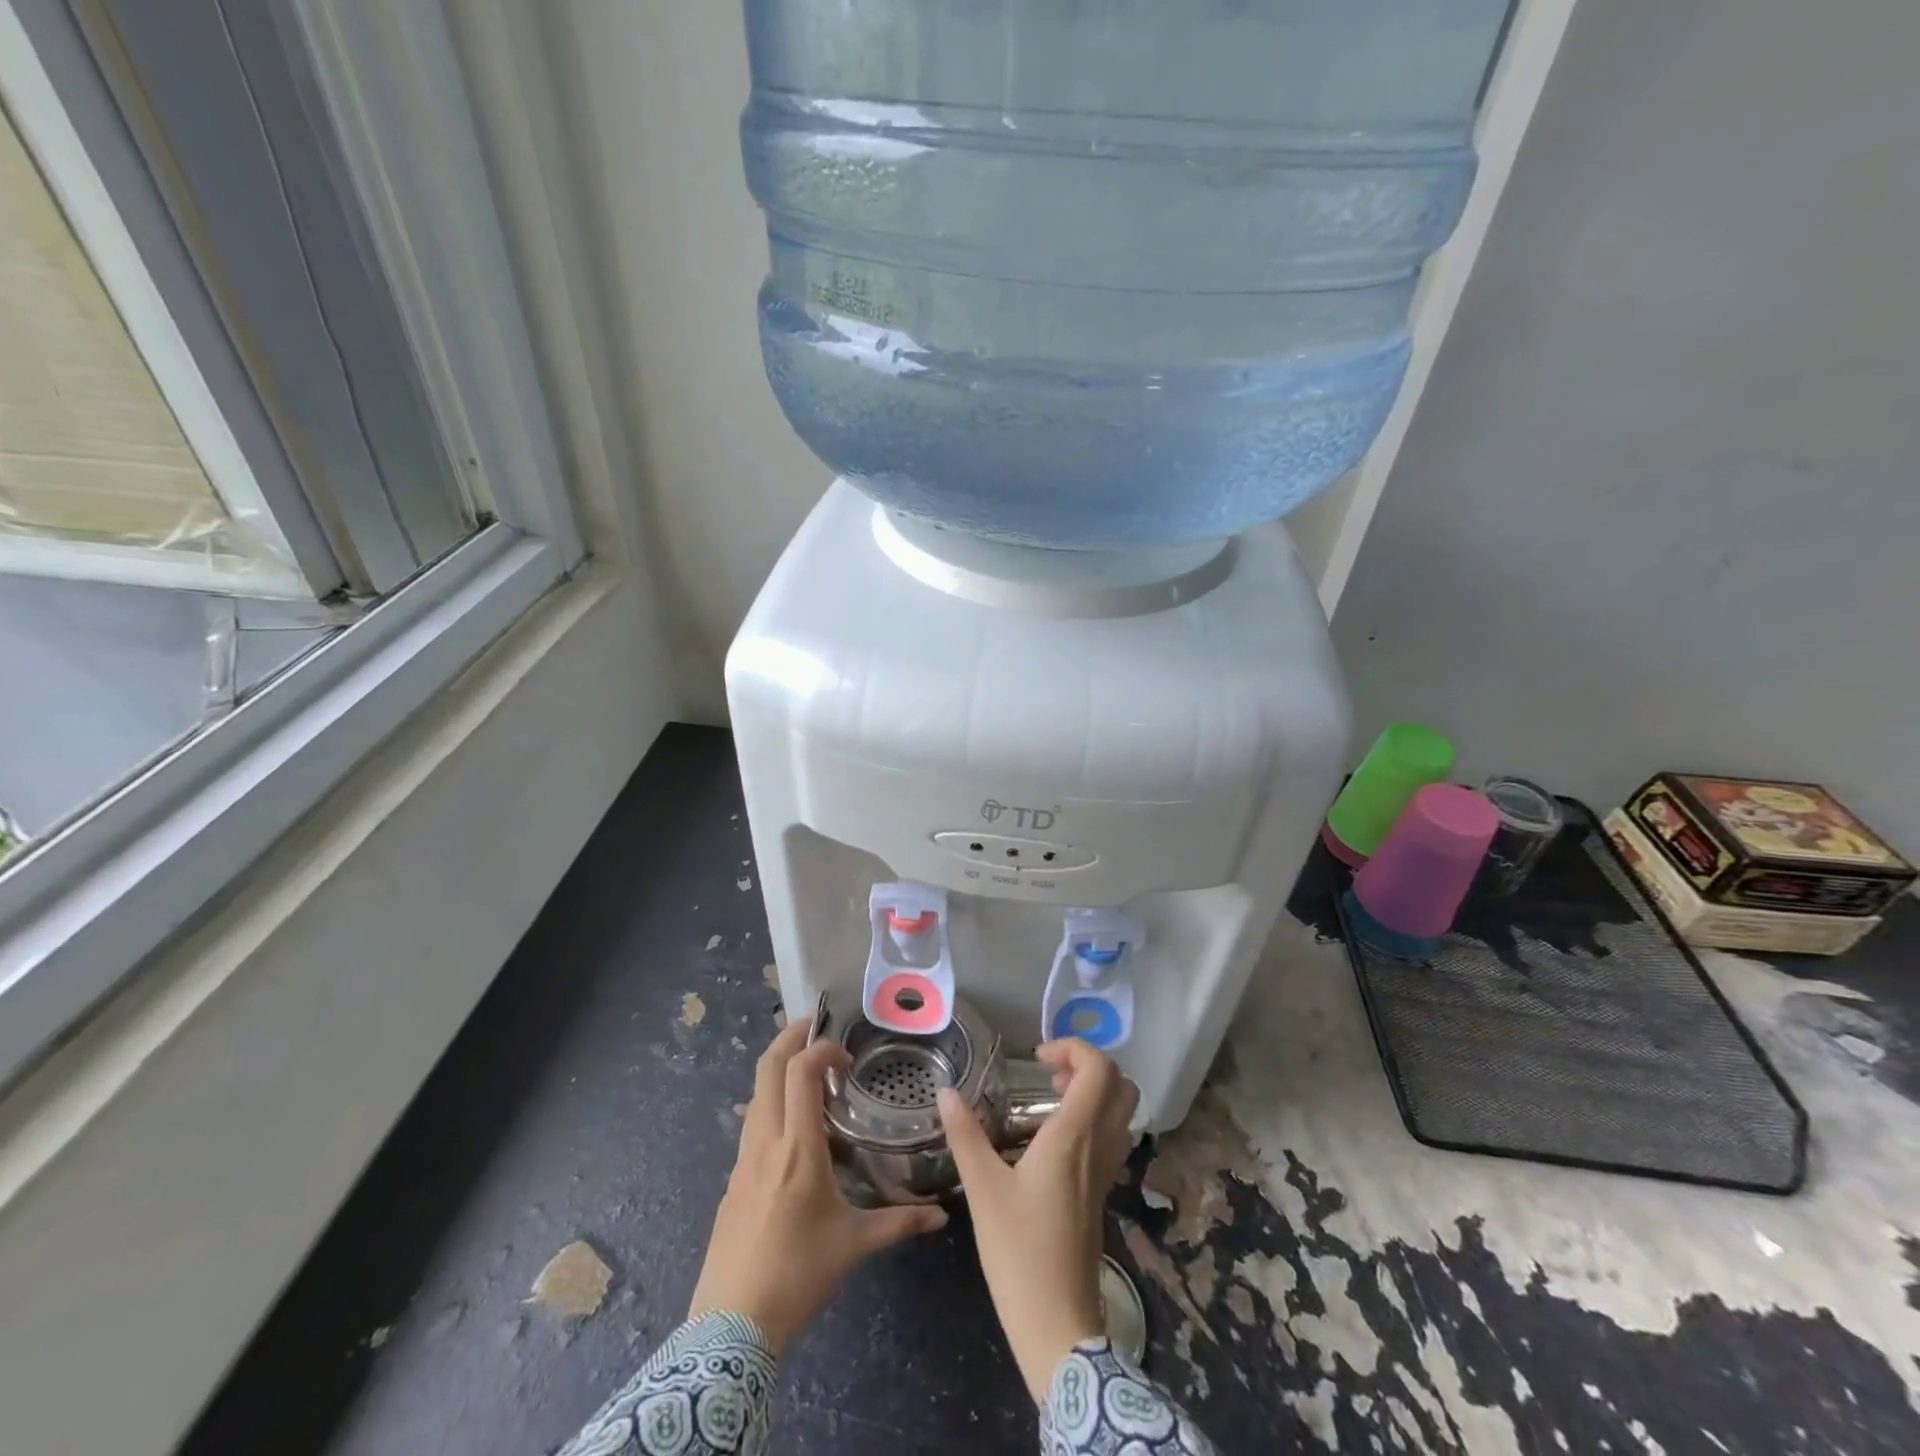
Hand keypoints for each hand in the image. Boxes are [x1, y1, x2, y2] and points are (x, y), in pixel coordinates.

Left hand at [689, 1020, 947, 1352]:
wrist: (728, 1329)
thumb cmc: (797, 1276)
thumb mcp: (854, 1246)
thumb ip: (899, 1223)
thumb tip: (941, 1216)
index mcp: (797, 1148)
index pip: (800, 1072)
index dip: (822, 1049)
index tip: (846, 1058)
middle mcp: (765, 1142)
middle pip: (767, 1067)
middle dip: (789, 1036)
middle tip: (816, 1026)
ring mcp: (742, 1160)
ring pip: (755, 1093)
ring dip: (779, 1069)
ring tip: (809, 1072)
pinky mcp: (731, 1181)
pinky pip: (752, 1124)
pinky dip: (772, 1104)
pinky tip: (794, 1130)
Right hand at [939, 1040, 1138, 1399]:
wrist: (1059, 1326)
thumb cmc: (1020, 1253)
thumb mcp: (983, 1190)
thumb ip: (966, 1135)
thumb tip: (945, 1092)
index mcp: (1074, 1136)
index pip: (1099, 1070)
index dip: (1074, 1048)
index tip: (1037, 1058)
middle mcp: (1099, 1146)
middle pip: (1121, 1086)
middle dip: (1088, 1066)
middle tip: (1048, 1075)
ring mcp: (1106, 1172)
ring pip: (1122, 1113)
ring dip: (1094, 1092)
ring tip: (1051, 1099)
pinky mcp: (1102, 1193)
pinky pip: (1113, 1138)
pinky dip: (1094, 1119)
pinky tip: (1055, 1139)